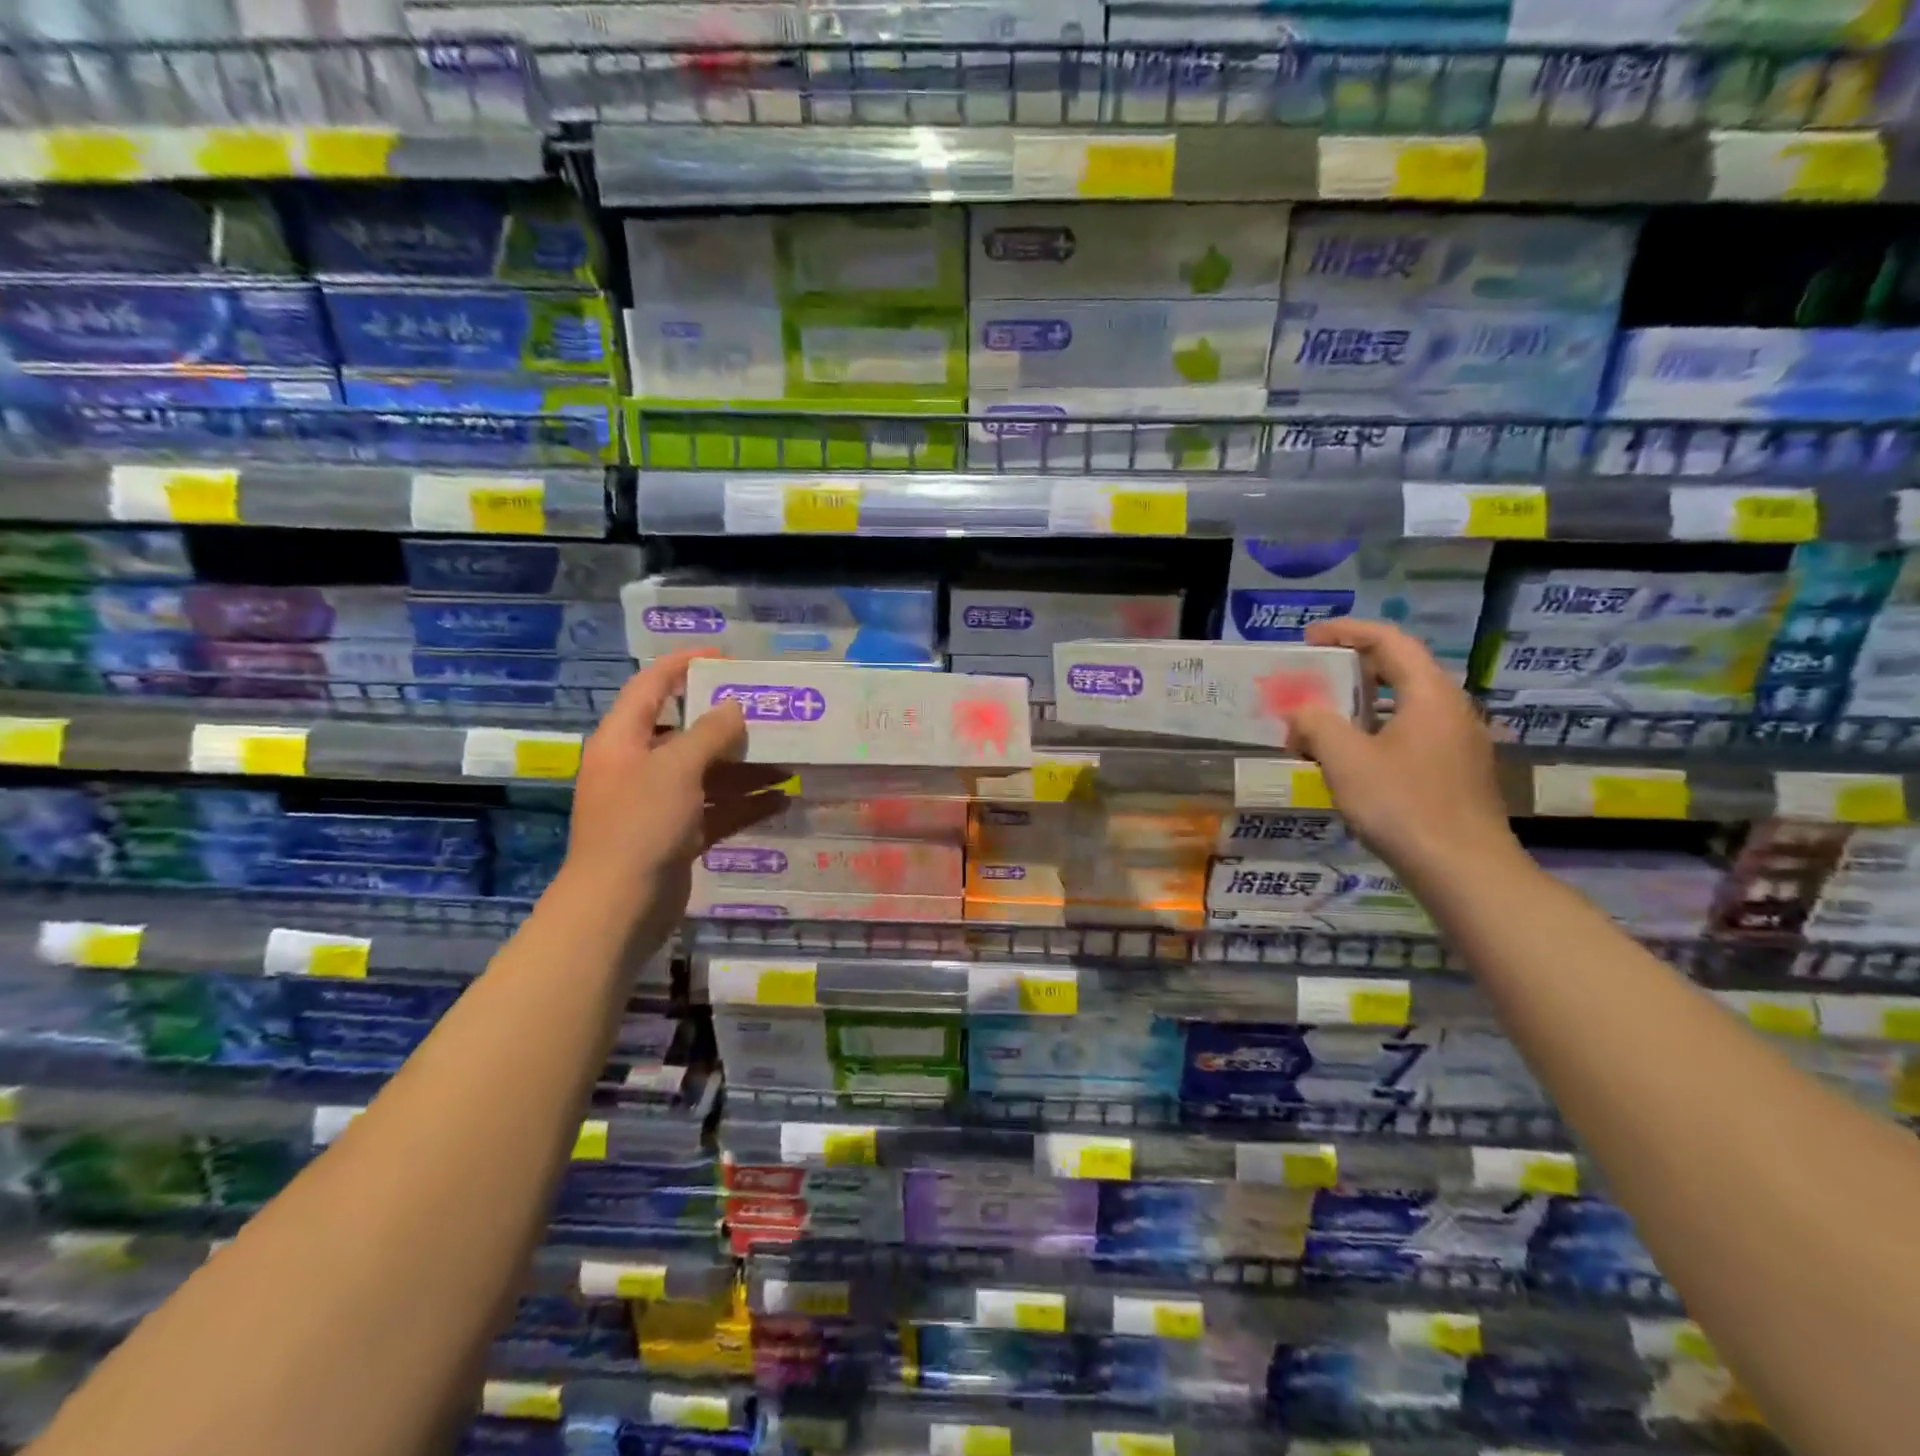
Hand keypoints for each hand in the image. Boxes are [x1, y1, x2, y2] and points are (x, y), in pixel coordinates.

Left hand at [550, 651, 789, 949]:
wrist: (619, 906)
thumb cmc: (640, 823)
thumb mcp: (676, 767)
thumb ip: (709, 733)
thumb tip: (734, 708)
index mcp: (624, 740)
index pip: (651, 686)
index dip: (683, 665)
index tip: (724, 657)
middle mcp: (639, 766)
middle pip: (686, 732)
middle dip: (728, 724)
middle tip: (770, 713)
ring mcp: (658, 804)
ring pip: (708, 774)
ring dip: (746, 769)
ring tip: (789, 761)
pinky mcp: (678, 836)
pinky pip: (716, 810)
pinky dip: (745, 804)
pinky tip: (783, 799)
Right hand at [1283, 619, 1519, 884]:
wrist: (1464, 871)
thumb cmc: (1403, 806)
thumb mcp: (1345, 760)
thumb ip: (1317, 724)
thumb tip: (1302, 712)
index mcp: (1430, 695)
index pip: (1390, 641)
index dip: (1347, 631)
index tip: (1309, 638)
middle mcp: (1452, 710)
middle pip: (1401, 669)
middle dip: (1353, 667)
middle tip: (1314, 675)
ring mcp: (1460, 743)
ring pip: (1406, 705)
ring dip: (1362, 704)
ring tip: (1323, 719)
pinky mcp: (1457, 772)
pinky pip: (1412, 733)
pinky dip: (1377, 731)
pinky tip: (1352, 758)